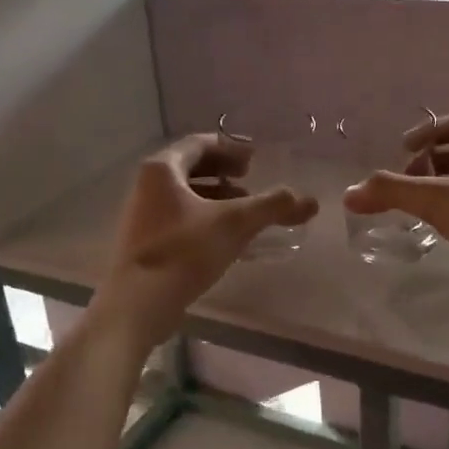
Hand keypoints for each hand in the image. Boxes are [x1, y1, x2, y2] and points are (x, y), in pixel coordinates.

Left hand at [92, 134, 318, 350]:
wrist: (138, 305)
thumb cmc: (184, 252)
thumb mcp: (235, 224)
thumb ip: (272, 207)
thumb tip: (310, 201)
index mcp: (162, 170)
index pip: (198, 144)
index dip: (230, 148)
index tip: (255, 158)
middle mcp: (147, 187)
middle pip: (191, 169)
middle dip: (224, 173)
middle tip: (251, 180)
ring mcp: (143, 217)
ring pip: (185, 197)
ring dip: (217, 199)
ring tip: (245, 213)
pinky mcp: (146, 244)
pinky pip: (180, 220)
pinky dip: (206, 220)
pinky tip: (226, 240)